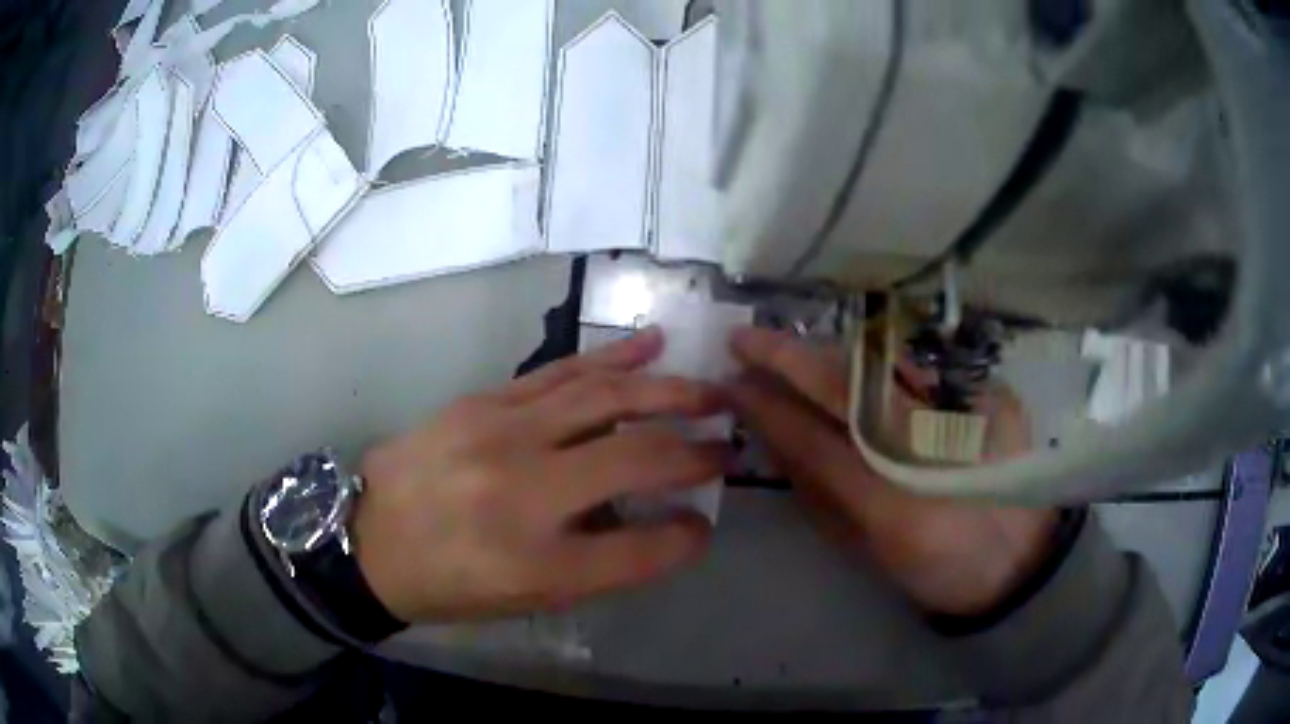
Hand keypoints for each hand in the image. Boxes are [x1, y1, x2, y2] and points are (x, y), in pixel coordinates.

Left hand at [354, 328, 726, 622]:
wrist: (368, 537)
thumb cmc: (449, 584)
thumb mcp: (524, 599)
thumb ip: (598, 565)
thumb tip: (662, 522)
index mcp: (534, 563)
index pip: (640, 549)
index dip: (685, 537)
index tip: (706, 522)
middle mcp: (524, 494)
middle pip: (635, 459)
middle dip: (696, 451)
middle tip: (729, 444)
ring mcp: (501, 436)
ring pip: (605, 399)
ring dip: (669, 392)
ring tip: (712, 392)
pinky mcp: (484, 402)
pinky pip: (561, 373)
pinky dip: (613, 358)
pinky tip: (651, 345)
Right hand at [727, 327, 1056, 616]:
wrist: (1017, 557)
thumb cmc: (937, 565)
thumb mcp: (869, 547)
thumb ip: (821, 495)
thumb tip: (777, 441)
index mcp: (891, 503)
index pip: (811, 438)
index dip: (766, 406)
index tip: (730, 382)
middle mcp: (925, 448)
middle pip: (846, 383)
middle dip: (788, 356)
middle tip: (746, 339)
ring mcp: (961, 412)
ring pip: (881, 362)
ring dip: (826, 350)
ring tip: (790, 348)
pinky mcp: (988, 394)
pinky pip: (919, 363)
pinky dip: (877, 356)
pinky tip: (854, 354)